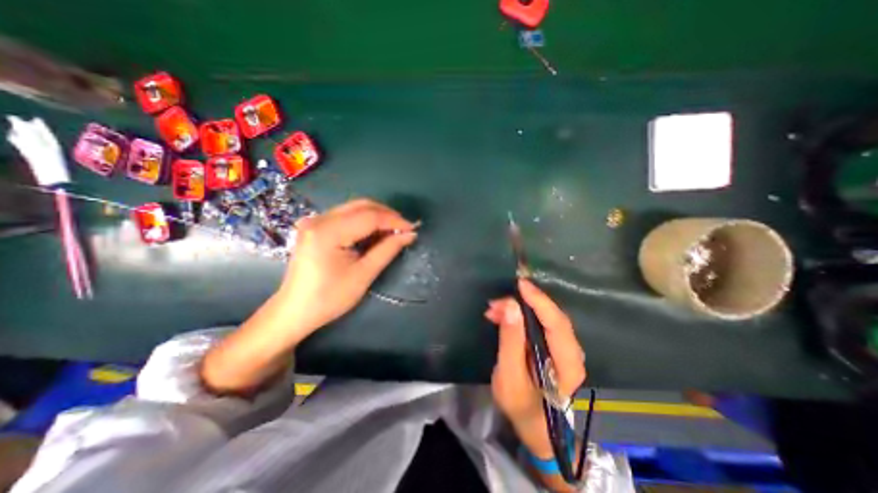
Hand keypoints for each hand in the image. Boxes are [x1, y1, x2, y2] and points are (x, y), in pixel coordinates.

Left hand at [280, 199, 420, 335]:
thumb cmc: (329, 298)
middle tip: (404, 229)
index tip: (412, 229)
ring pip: (354, 208)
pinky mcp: (315, 226)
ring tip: (392, 232)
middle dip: (387, 215)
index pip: (369, 216)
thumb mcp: (363, 274)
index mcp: (328, 232)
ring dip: (376, 217)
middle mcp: (319, 219)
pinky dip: (364, 222)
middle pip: (361, 206)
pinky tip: (374, 234)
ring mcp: (314, 221)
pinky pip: (346, 216)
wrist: (295, 311)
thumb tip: (410, 234)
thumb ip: (388, 250)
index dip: (394, 220)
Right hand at [482, 280, 585, 460]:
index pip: (557, 323)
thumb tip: (511, 306)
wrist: (533, 424)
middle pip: (551, 316)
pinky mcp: (552, 343)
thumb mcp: (510, 376)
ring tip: (494, 309)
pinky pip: (538, 321)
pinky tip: (501, 315)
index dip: (539, 300)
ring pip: (544, 316)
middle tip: (497, 302)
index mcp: (567, 363)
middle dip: (524, 302)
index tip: (520, 284)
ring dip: (519, 308)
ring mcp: (563, 346)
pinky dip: (520, 315)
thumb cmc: (521, 405)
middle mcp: (571, 350)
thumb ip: (511, 341)